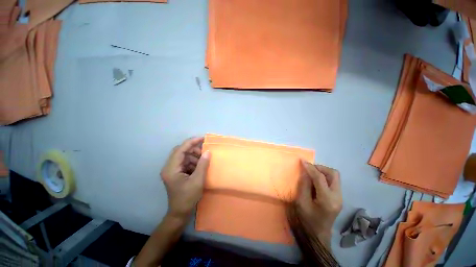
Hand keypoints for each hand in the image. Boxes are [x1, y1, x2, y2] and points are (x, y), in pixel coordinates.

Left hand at [160, 137, 210, 219]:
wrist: (180, 213)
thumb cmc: (187, 198)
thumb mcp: (197, 181)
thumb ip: (203, 164)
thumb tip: (208, 152)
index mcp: (171, 168)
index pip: (180, 149)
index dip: (191, 142)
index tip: (202, 138)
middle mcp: (169, 167)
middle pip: (180, 151)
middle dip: (193, 149)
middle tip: (204, 151)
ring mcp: (172, 170)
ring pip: (183, 156)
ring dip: (194, 155)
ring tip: (203, 159)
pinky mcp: (176, 173)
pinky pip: (185, 162)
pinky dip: (193, 161)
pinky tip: (200, 165)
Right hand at [291, 160, 341, 244]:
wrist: (318, 235)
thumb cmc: (307, 220)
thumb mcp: (301, 202)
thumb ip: (303, 185)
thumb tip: (305, 172)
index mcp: (327, 200)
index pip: (320, 177)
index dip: (311, 167)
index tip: (302, 161)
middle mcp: (338, 197)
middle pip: (334, 173)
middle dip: (320, 167)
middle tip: (309, 169)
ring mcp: (340, 197)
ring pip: (335, 176)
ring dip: (322, 171)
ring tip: (311, 174)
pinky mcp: (338, 197)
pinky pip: (333, 181)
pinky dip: (324, 177)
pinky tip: (315, 181)